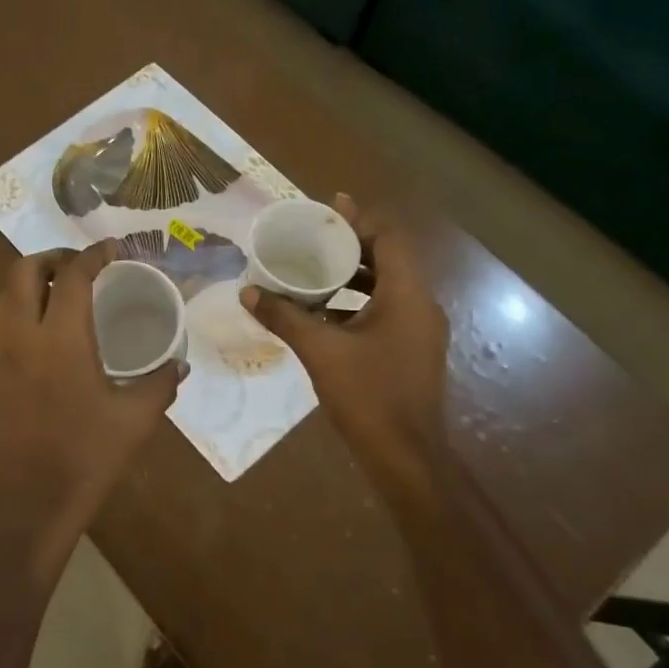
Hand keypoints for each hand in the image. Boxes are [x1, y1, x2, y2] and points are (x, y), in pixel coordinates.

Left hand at [0, 241, 182, 586]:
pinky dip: (20, 305)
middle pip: (23, 271)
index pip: (72, 277)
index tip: (113, 249)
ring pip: (4, 294)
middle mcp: (22, 336)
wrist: (27, 504)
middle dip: (52, 257)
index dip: (93, 255)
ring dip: (30, 279)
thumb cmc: (85, 458)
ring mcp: (0, 355)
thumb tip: (179, 363)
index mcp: (60, 339)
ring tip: (63, 289)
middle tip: (83, 266)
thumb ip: (160, 384)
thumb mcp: (135, 420)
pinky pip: (1, 321)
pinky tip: (48, 327)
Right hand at [241, 194, 450, 494]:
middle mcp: (421, 305)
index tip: (326, 211)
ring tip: (311, 270)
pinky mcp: (412, 349)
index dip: (359, 220)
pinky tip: (323, 312)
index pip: (390, 238)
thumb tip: (247, 292)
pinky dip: (358, 302)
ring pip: (387, 286)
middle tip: (311, 238)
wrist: (406, 456)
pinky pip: (386, 309)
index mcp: (407, 295)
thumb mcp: (320, 352)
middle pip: (389, 258)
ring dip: (352, 275)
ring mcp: (420, 330)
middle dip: (350, 246)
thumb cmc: (368, 396)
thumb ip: (285, 317)